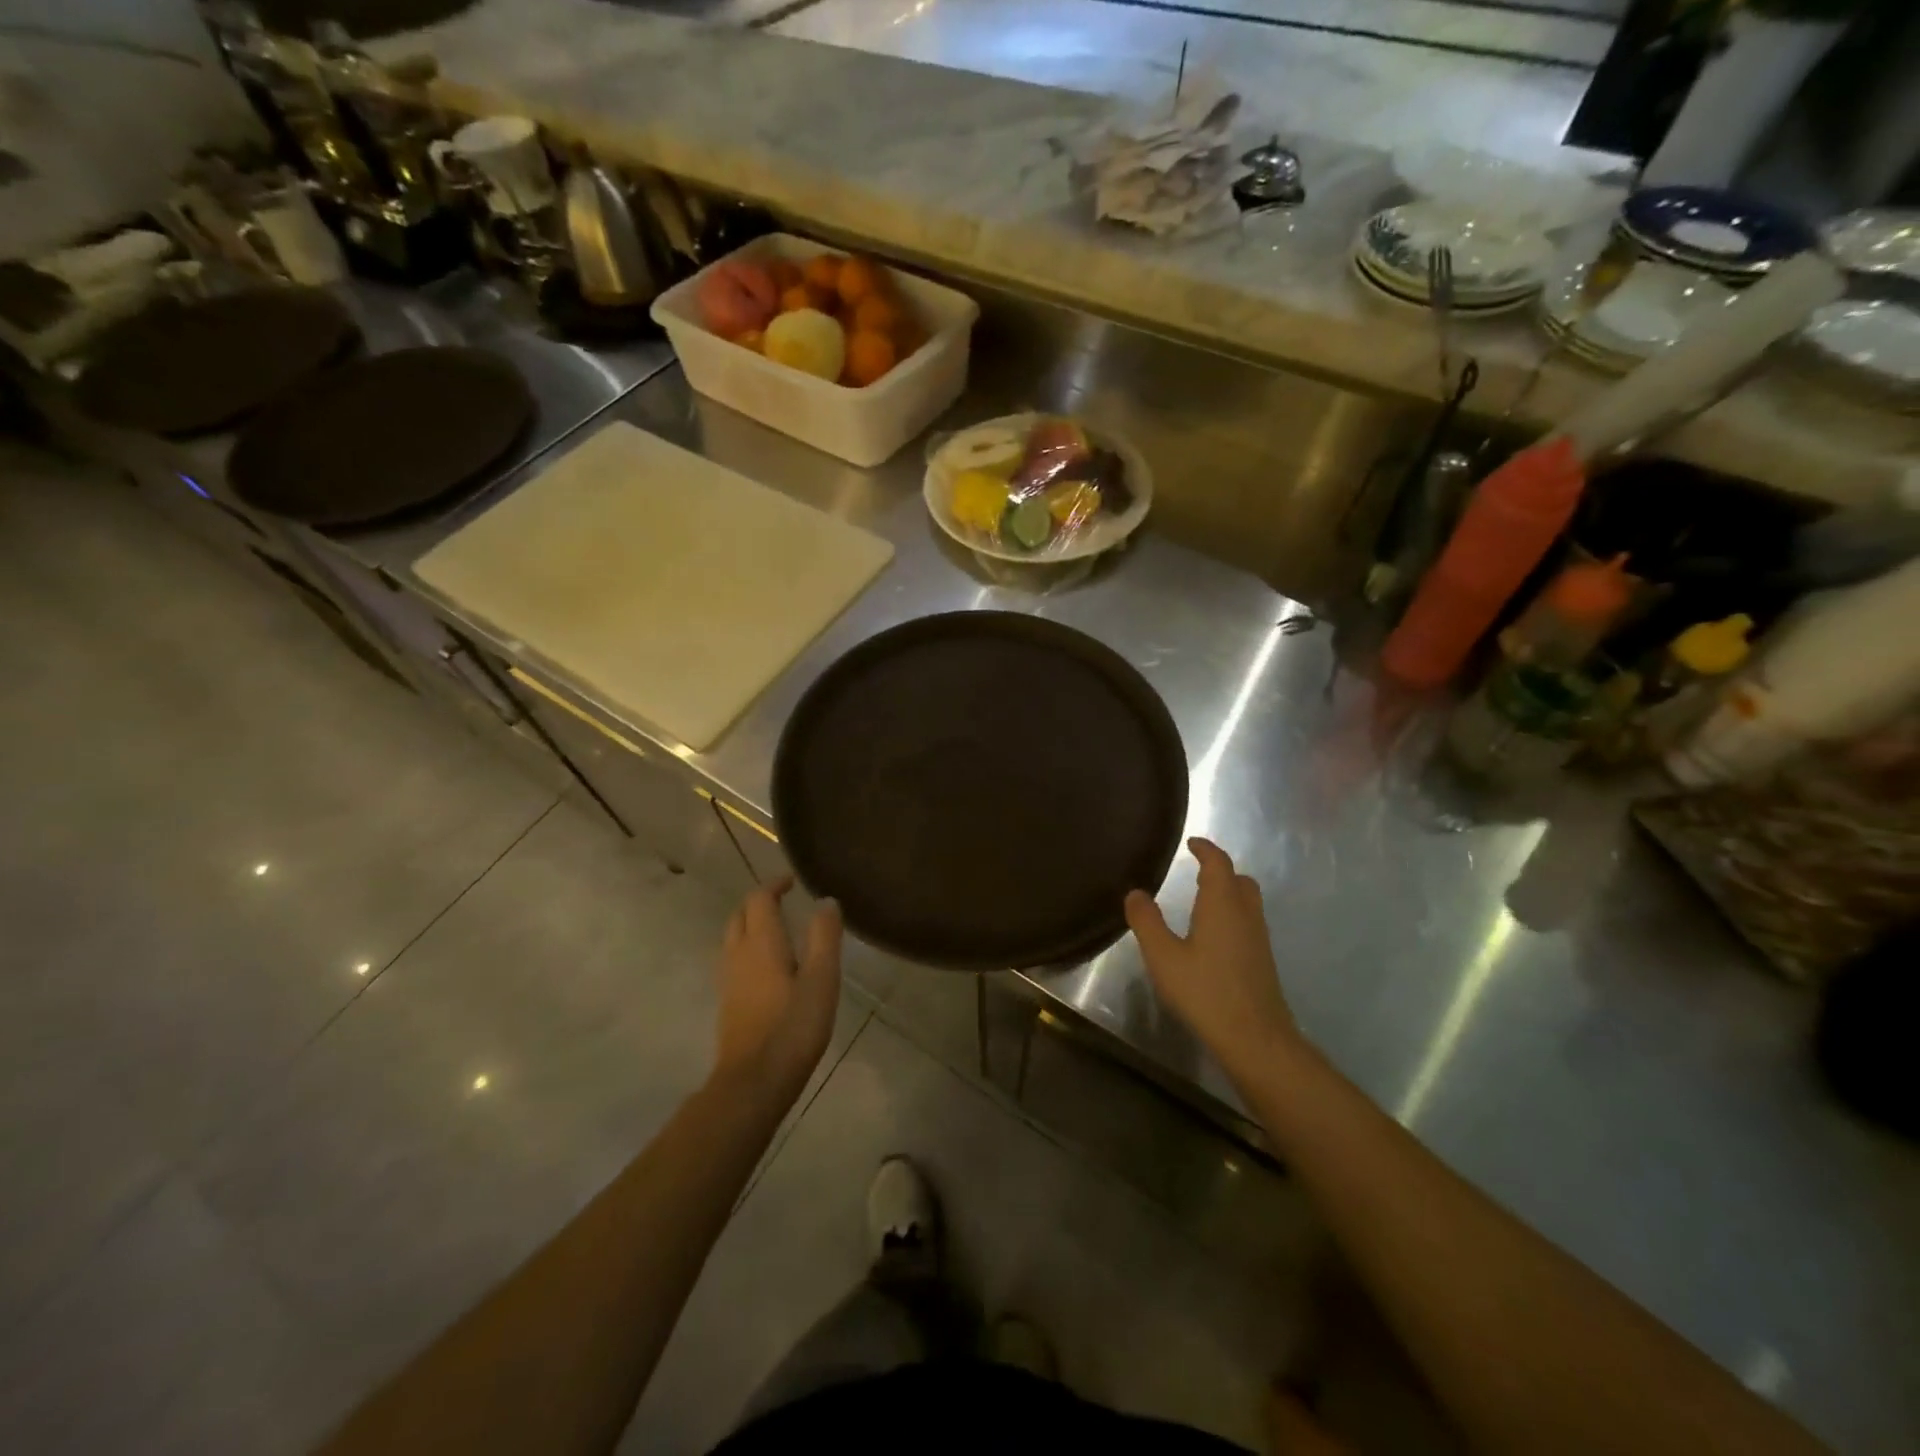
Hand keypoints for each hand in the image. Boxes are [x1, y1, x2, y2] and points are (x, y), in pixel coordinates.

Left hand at [714, 879, 841, 1100]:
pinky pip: (733, 959)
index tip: (792, 882)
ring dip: (750, 924)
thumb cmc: (793, 1026)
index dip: (774, 885)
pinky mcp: (728, 1002)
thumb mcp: (822, 978)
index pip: (759, 899)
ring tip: (777, 928)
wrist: (754, 1080)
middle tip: (783, 900)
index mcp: (761, 943)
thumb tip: (826, 900)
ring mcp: (728, 979)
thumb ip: (824, 936)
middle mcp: (738, 954)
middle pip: (740, 915)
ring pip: (733, 938)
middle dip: (758, 902)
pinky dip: (748, 947)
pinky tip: (767, 966)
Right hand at [1125, 838, 1299, 1081]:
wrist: (1255, 1038)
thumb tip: (1136, 893)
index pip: (1219, 863)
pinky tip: (1213, 937)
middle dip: (1220, 871)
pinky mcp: (1262, 961)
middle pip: (1240, 880)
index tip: (1192, 843)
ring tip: (1201, 901)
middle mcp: (1246, 915)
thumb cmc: (1205, 991)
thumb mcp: (1163, 956)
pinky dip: (1232, 916)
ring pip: (1248, 902)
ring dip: (1228, 893)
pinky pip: (1248, 923)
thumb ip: (1147, 921)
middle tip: (1197, 871)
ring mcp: (1259, 939)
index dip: (1206, 849)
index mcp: (1223, 904)